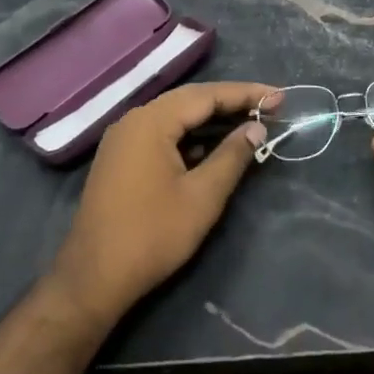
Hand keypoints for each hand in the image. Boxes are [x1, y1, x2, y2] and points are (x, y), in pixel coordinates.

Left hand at [47, 82, 275, 330]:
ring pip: (175, 117)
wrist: (93, 279)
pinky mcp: (120, 159)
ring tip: (248, 123)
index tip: (280, 96)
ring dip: (211, 119)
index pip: (207, 95)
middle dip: (231, 102)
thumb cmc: (152, 235)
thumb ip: (232, 155)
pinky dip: (190, 135)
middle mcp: (134, 120)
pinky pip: (162, 134)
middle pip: (190, 100)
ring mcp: (123, 139)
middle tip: (269, 106)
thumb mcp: (202, 196)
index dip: (246, 94)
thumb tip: (256, 128)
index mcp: (151, 121)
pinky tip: (211, 147)